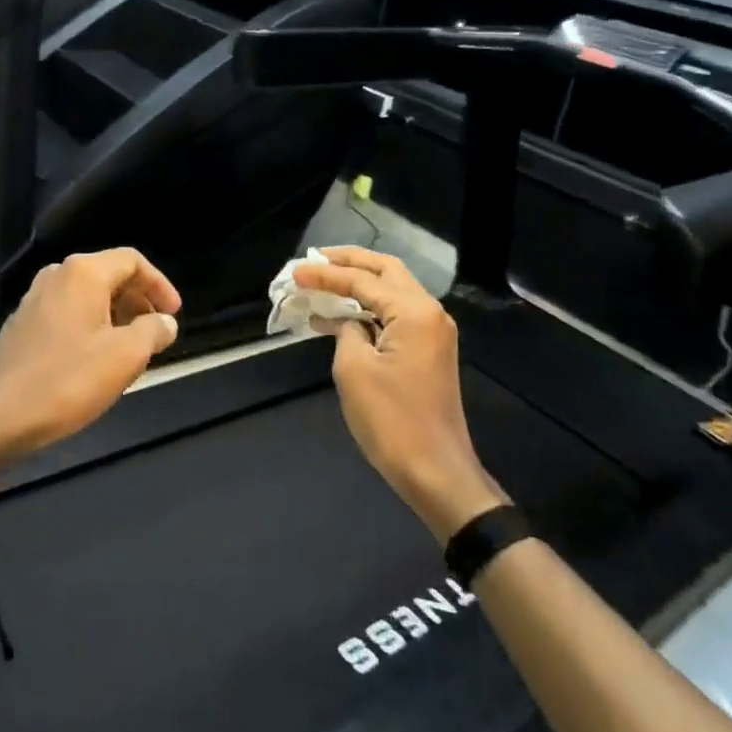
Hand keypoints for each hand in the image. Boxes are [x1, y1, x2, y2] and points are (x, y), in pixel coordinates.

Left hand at [0, 249, 181, 477]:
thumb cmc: (66, 381)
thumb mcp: (124, 357)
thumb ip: (152, 332)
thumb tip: (165, 322)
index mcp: (82, 273)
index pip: (132, 260)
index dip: (159, 285)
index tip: (173, 315)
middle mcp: (57, 275)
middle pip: (109, 274)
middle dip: (138, 301)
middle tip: (156, 333)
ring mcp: (35, 299)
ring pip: (88, 296)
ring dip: (116, 316)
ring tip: (131, 350)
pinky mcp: (23, 324)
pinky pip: (68, 312)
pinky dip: (91, 326)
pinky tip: (96, 360)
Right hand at [293, 246, 506, 539]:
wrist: (435, 472)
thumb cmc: (392, 420)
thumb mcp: (354, 369)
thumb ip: (347, 331)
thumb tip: (349, 322)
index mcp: (414, 312)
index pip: (363, 280)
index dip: (326, 275)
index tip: (296, 272)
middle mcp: (429, 313)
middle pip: (387, 271)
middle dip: (350, 262)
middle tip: (316, 260)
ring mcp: (433, 332)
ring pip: (392, 291)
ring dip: (359, 284)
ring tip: (323, 281)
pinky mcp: (429, 351)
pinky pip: (396, 315)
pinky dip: (368, 309)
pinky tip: (339, 317)